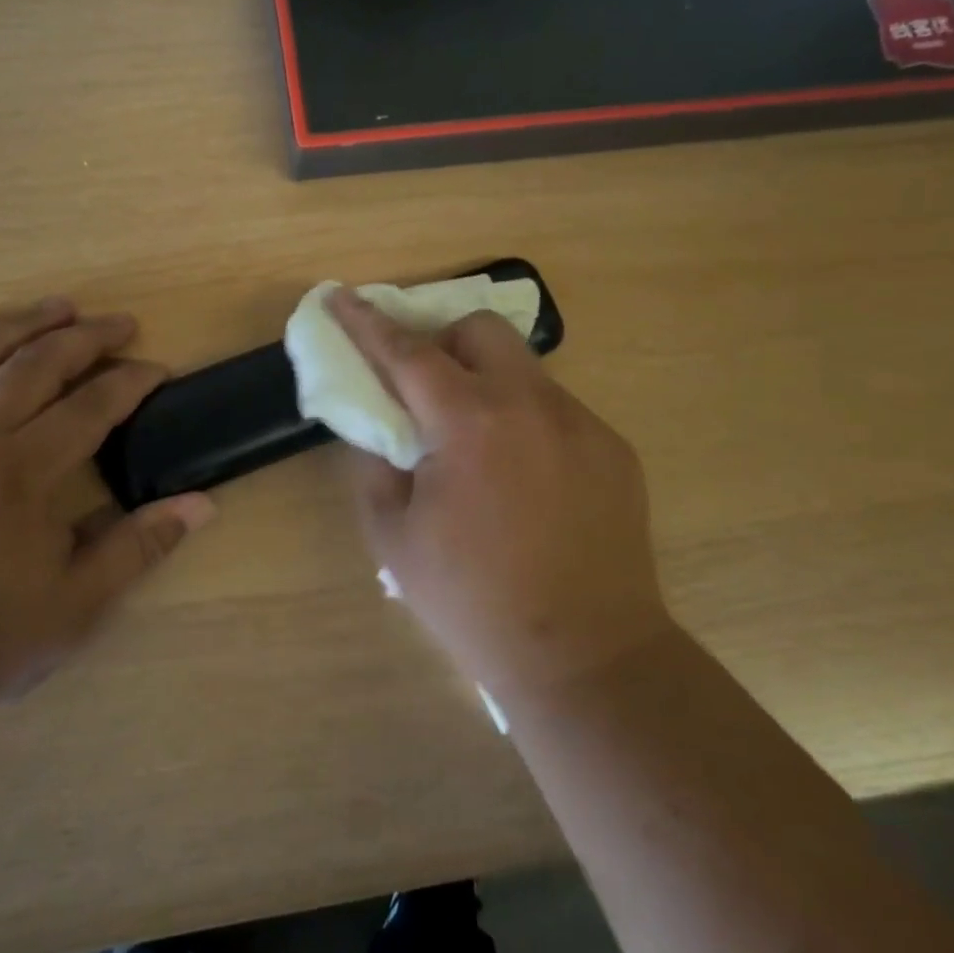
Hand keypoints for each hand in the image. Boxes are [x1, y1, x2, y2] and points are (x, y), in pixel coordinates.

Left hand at [0, 298, 214, 735]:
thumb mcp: (79, 603)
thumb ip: (140, 545)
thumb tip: (201, 504)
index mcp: (20, 476)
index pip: (89, 406)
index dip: (130, 381)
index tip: (158, 371)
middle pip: (32, 364)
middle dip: (84, 337)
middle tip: (120, 324)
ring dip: (19, 323)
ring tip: (57, 307)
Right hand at [328, 288, 673, 704]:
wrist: (585, 656)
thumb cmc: (473, 601)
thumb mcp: (394, 538)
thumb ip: (377, 466)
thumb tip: (382, 429)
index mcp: (469, 423)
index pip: (406, 352)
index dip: (366, 322)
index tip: (340, 296)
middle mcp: (530, 405)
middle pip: (480, 330)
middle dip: (443, 342)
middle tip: (427, 391)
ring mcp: (581, 423)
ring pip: (523, 369)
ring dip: (487, 385)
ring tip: (480, 447)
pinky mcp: (613, 449)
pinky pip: (557, 411)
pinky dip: (526, 422)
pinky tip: (526, 482)